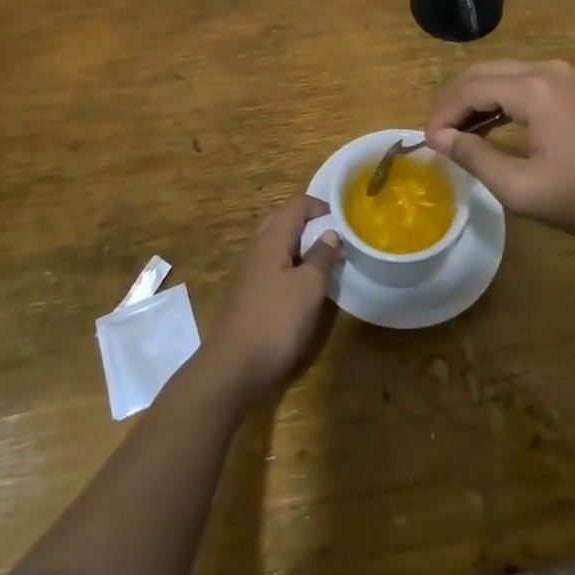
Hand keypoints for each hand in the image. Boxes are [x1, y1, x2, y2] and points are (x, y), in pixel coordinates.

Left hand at [198, 195, 341, 406]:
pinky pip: (270, 265)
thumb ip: (322, 256)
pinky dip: (288, 265)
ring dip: (299, 245)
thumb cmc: (275, 322)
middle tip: (333, 239)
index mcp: (271, 239)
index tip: (342, 222)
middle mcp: (255, 248)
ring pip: (275, 243)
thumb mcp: (309, 288)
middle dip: (309, 223)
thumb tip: (331, 233)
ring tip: (322, 262)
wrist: (232, 370)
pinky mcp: (245, 293)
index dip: (320, 206)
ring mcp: (247, 271)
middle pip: (282, 219)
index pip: (296, 204)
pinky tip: (301, 287)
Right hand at [425, 60, 574, 242]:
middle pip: (482, 73)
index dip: (442, 114)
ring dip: (473, 99)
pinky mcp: (569, 88)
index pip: (470, 88)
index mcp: (533, 88)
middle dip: (453, 101)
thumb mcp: (520, 188)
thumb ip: (474, 157)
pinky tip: (485, 127)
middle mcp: (544, 69)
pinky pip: (520, 83)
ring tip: (454, 134)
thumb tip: (439, 138)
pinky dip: (497, 101)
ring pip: (500, 75)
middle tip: (435, 135)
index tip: (426, 143)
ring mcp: (560, 76)